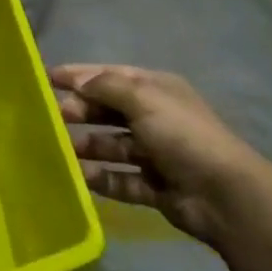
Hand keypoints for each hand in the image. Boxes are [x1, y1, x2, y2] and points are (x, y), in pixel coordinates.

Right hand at [50, 63, 271, 252]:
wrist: (225, 195)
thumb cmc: (183, 136)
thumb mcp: (144, 99)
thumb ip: (107, 87)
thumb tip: (78, 82)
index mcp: (157, 90)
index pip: (111, 76)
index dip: (79, 75)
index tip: (46, 77)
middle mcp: (155, 118)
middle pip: (109, 111)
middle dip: (81, 112)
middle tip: (51, 118)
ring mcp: (156, 154)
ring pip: (112, 146)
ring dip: (87, 146)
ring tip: (58, 150)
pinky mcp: (155, 187)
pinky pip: (120, 179)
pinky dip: (101, 178)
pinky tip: (79, 177)